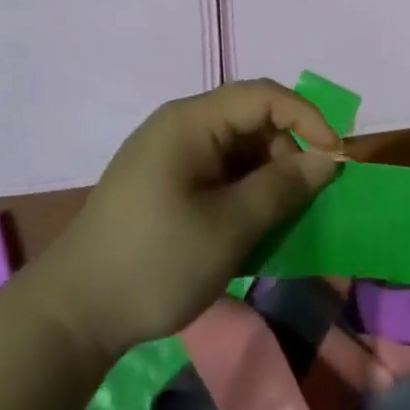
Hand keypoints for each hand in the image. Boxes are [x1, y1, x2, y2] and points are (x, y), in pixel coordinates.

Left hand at [33, 81, 340, 360]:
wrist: (73, 314)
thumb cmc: (154, 262)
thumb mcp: (228, 228)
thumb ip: (281, 188)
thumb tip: (326, 159)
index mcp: (190, 122)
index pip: (262, 96)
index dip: (307, 119)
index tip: (336, 160)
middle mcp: (179, 126)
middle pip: (250, 120)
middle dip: (286, 154)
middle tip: (304, 203)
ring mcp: (168, 155)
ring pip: (236, 149)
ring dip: (265, 178)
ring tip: (277, 223)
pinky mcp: (163, 183)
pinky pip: (217, 172)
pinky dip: (242, 193)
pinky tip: (248, 230)